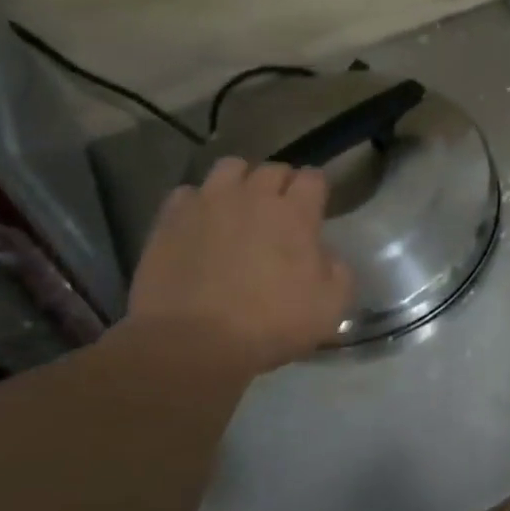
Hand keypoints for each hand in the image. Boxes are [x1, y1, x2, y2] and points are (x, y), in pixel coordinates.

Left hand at [127, 158, 353, 374]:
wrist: (192, 342)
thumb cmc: (270, 326)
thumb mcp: (330, 308)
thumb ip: (338, 272)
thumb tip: (326, 256)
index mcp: (295, 214)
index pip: (313, 178)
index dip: (317, 189)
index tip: (316, 206)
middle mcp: (253, 196)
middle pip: (273, 169)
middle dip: (282, 184)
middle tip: (281, 211)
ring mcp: (208, 203)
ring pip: (229, 168)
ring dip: (240, 181)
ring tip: (239, 207)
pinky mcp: (170, 218)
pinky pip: (189, 193)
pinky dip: (199, 203)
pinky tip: (201, 225)